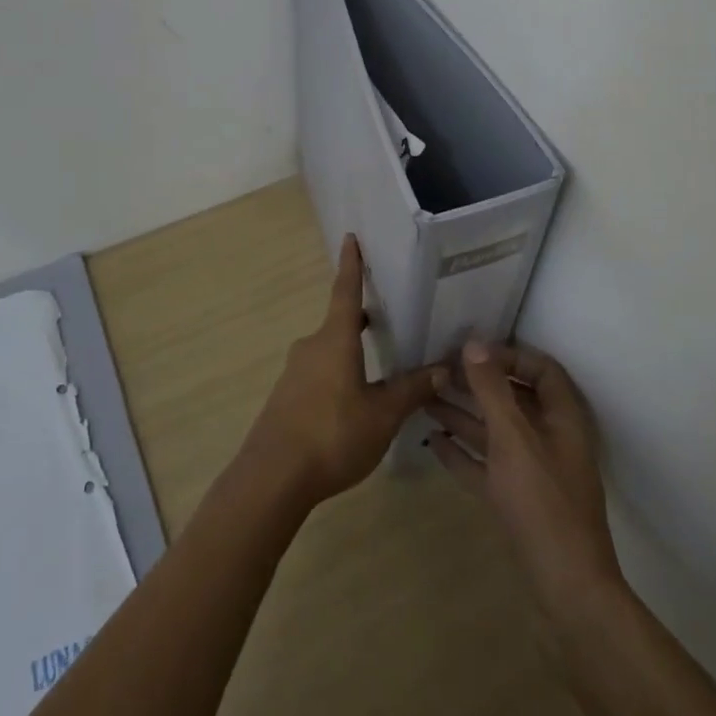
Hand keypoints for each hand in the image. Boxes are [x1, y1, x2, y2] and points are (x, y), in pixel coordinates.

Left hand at [240, 235, 449, 509]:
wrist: (272, 477)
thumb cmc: (332, 434)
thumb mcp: (382, 415)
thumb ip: (411, 390)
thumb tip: (443, 368)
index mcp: (335, 340)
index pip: (346, 291)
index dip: (352, 265)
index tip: (350, 237)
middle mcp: (312, 347)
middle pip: (338, 324)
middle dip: (359, 319)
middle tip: (385, 317)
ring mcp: (294, 373)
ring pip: (328, 351)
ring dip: (350, 352)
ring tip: (377, 367)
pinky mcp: (286, 398)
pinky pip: (318, 375)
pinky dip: (338, 376)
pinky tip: (353, 403)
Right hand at [428, 340, 622, 605]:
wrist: (567, 592)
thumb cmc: (544, 505)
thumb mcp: (514, 440)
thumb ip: (492, 391)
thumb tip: (473, 343)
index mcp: (562, 419)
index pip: (541, 370)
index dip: (509, 355)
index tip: (471, 351)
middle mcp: (549, 439)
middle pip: (513, 398)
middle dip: (477, 383)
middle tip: (438, 370)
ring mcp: (532, 473)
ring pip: (495, 432)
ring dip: (463, 414)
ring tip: (424, 398)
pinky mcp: (516, 501)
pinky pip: (486, 465)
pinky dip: (462, 452)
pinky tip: (432, 440)